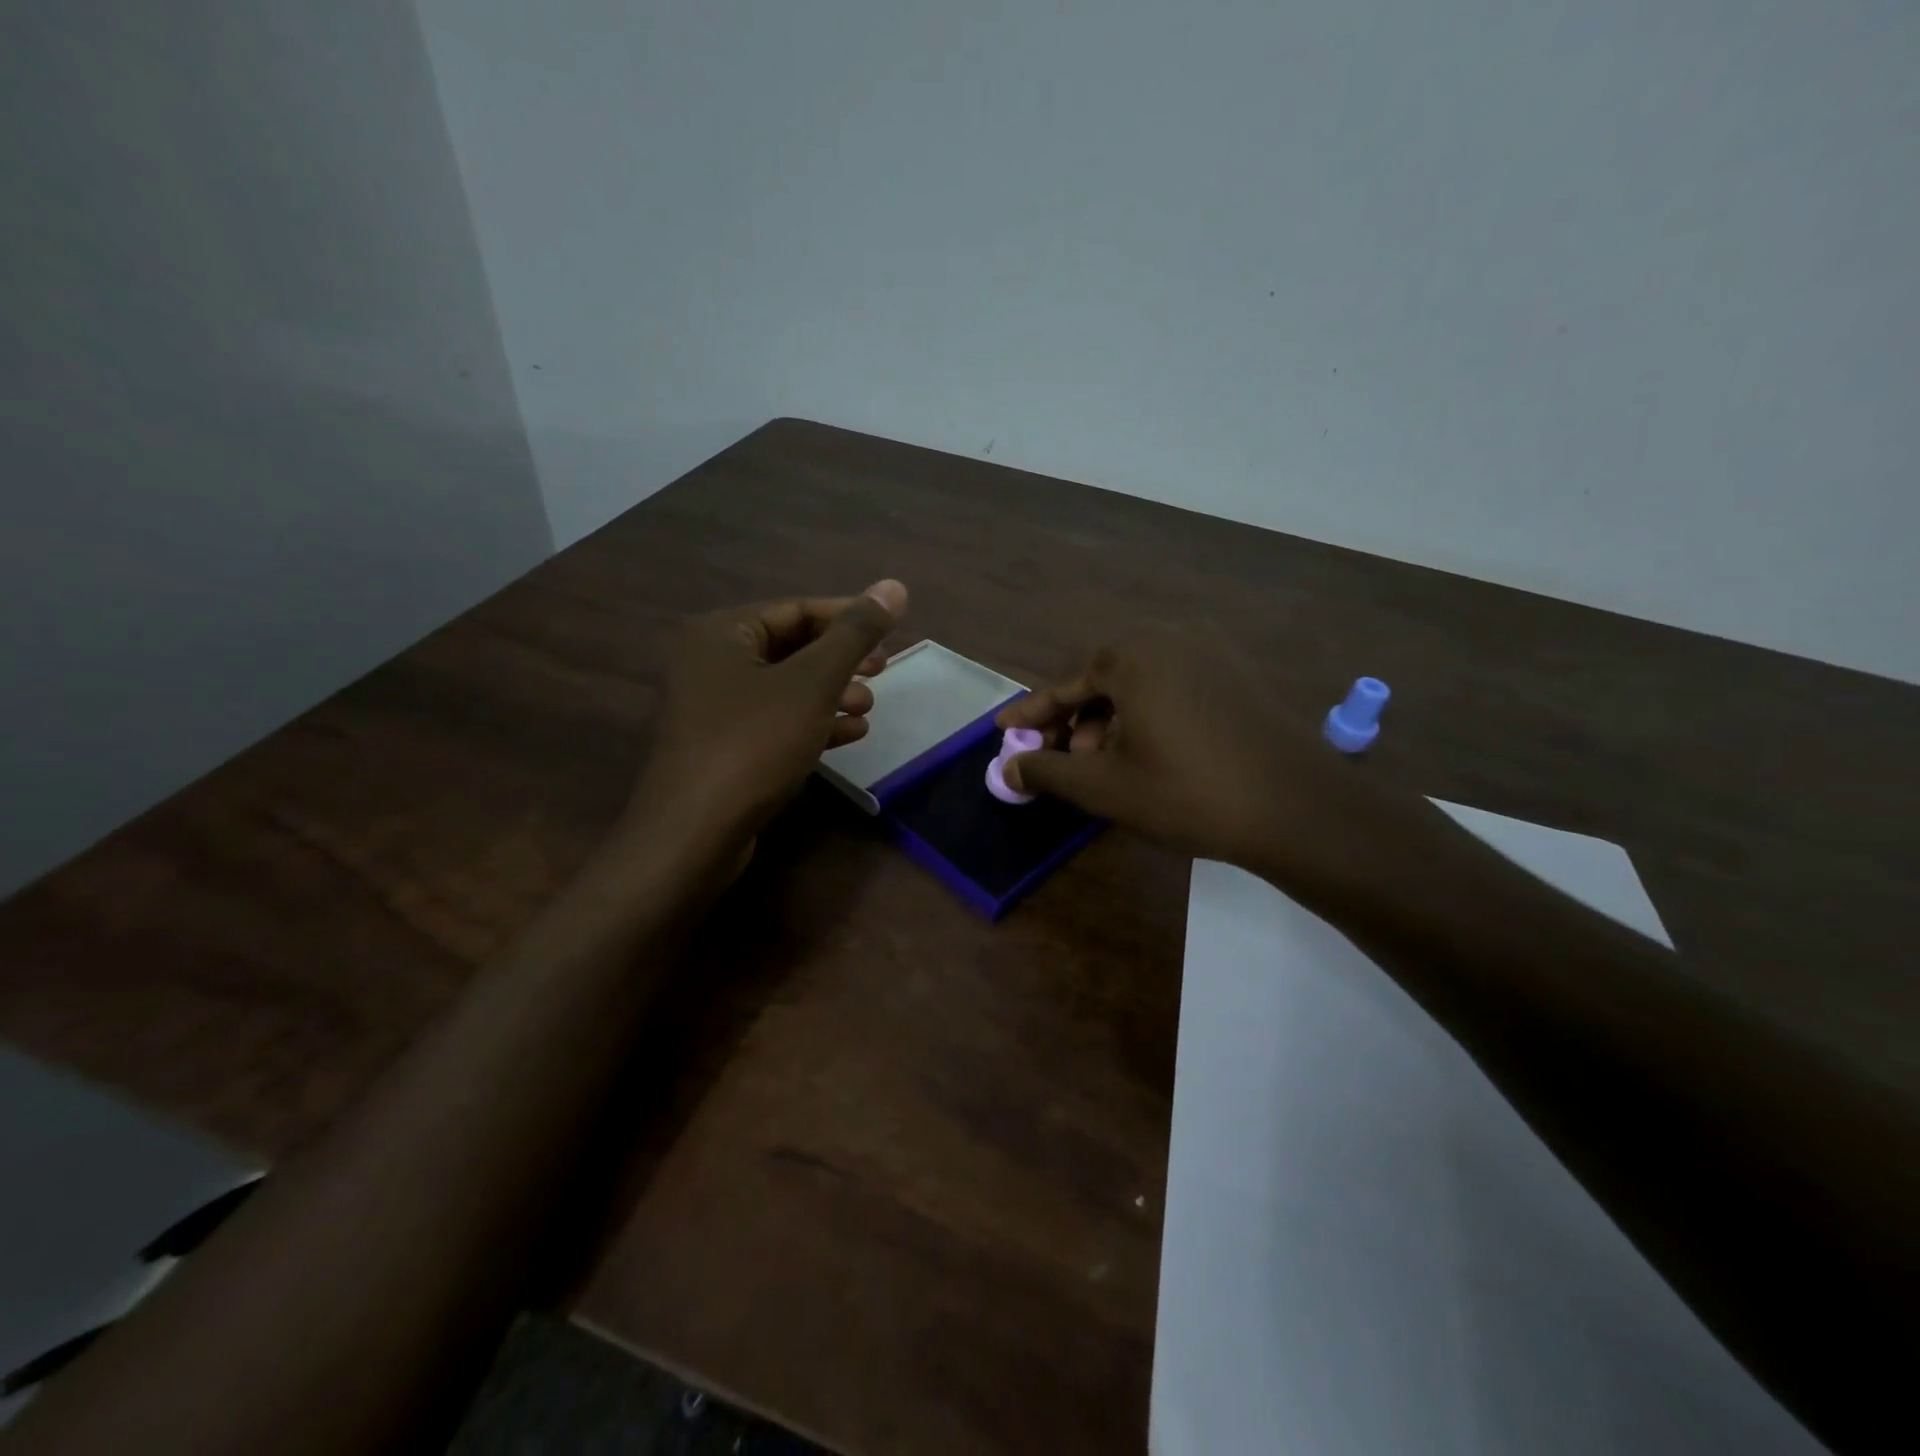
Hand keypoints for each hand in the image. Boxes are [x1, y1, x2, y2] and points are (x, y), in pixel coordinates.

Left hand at [631, 580, 907, 850]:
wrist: (692, 835)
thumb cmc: (753, 744)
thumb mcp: (812, 683)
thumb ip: (855, 634)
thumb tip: (895, 586)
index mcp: (720, 633)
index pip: (795, 609)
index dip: (848, 617)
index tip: (892, 631)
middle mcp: (709, 662)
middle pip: (789, 647)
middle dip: (841, 660)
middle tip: (882, 670)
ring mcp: (712, 708)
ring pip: (784, 688)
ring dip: (831, 694)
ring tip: (869, 707)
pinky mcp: (721, 747)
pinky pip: (774, 721)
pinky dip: (811, 723)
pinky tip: (849, 735)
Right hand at [996, 633, 1425, 895]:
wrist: (1299, 809)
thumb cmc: (1188, 793)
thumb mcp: (1105, 786)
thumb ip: (1047, 770)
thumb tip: (1007, 767)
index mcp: (1134, 654)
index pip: (1066, 684)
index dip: (1033, 713)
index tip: (1004, 730)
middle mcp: (1172, 637)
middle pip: (1104, 678)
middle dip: (1077, 721)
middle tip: (1063, 760)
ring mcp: (1213, 651)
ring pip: (1141, 682)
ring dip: (1112, 720)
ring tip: (1106, 764)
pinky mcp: (1240, 673)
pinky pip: (1175, 685)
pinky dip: (1149, 714)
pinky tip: (1150, 752)